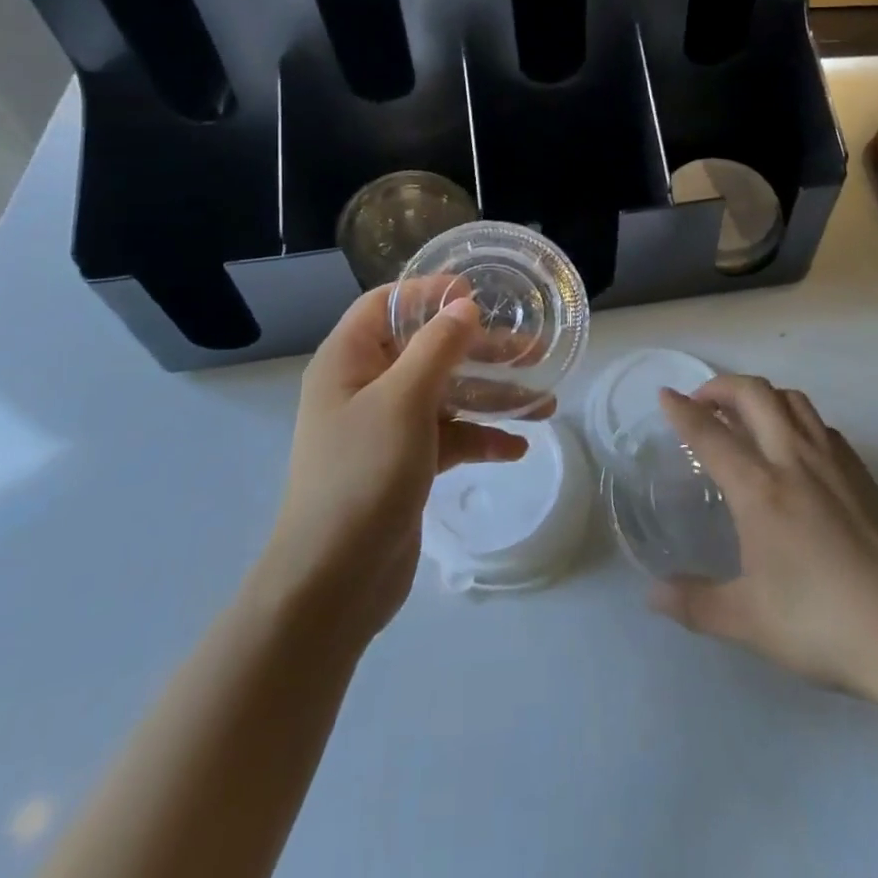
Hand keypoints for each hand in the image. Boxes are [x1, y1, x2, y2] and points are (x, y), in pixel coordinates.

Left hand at [256, 284, 530, 646]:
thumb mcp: (404, 400)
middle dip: (480, 349)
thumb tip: (463, 305)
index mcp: (349, 360)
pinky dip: (480, 438)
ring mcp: (385, 427)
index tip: (477, 294)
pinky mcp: (404, 464)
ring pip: (445, 394)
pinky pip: (448, 436)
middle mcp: (364, 386)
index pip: (386, 304)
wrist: (332, 584)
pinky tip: (517, 447)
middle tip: (533, 348)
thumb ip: (437, 346)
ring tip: (545, 402)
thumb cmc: (363, 474)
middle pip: (427, 349)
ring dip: (491, 395)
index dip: (429, 293)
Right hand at [650, 376, 877, 702]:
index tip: (665, 395)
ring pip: (792, 399)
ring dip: (760, 395)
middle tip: (702, 402)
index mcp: (760, 489)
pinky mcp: (862, 473)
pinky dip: (795, 418)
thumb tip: (652, 595)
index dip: (682, 411)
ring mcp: (833, 462)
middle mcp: (794, 460)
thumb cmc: (822, 625)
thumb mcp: (748, 621)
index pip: (711, 434)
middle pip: (754, 394)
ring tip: (745, 416)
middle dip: (720, 386)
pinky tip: (793, 448)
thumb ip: (695, 603)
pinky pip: (820, 424)